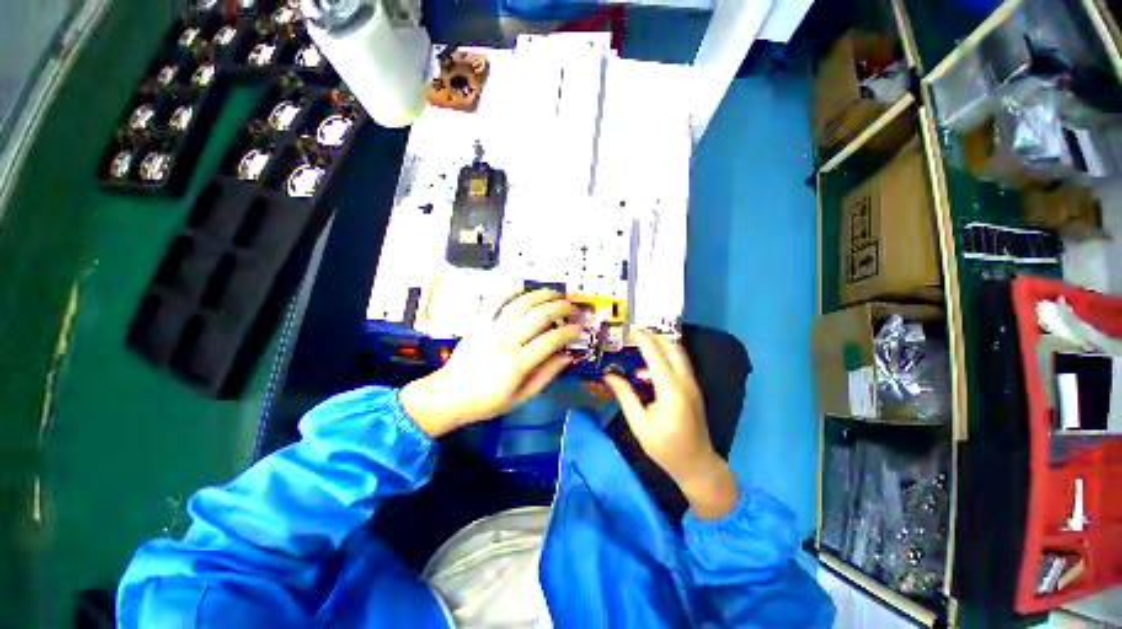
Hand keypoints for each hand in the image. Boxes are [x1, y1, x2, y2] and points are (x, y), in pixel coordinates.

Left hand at [400, 289, 580, 437]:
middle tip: (573, 309)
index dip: (570, 331)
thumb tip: (567, 357)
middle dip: (562, 308)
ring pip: (521, 303)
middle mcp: (507, 340)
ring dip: (542, 295)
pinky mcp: (479, 322)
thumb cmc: (487, 401)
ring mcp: (491, 328)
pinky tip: (522, 284)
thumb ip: (545, 375)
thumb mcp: (521, 397)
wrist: (448, 395)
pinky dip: (509, 289)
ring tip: (556, 294)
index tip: (579, 329)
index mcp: (518, 363)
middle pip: (540, 315)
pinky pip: (495, 300)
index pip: (552, 339)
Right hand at [604, 330, 737, 519]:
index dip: (643, 339)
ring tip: (641, 343)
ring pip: (679, 353)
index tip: (630, 329)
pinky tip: (651, 362)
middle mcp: (685, 381)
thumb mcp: (639, 424)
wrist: (697, 464)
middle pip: (673, 347)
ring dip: (662, 343)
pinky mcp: (693, 388)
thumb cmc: (665, 447)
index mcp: (671, 390)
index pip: (656, 355)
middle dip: (655, 335)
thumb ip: (625, 395)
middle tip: (635, 333)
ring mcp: (693, 384)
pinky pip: (681, 362)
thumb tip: (609, 375)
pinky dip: (667, 354)